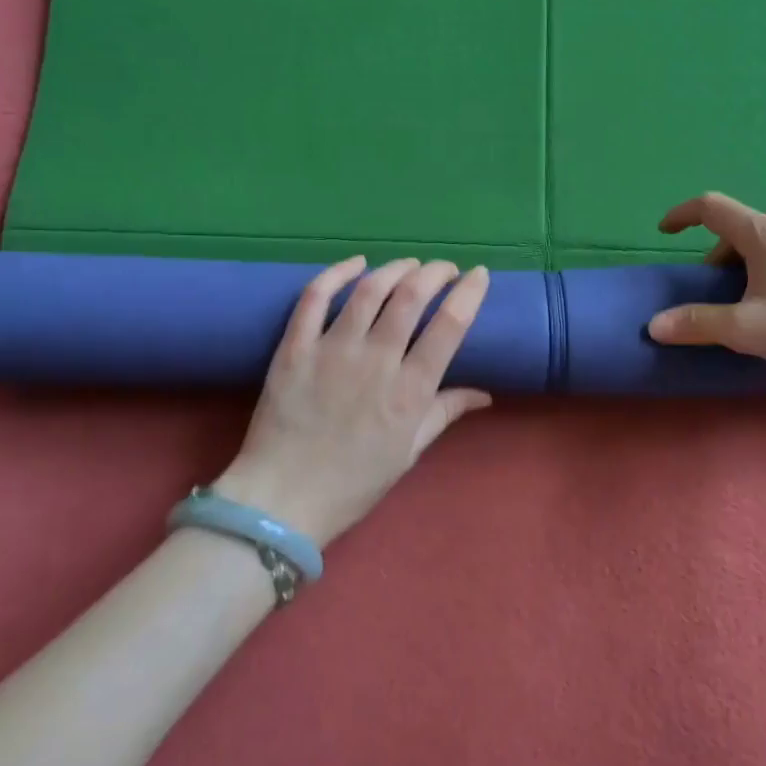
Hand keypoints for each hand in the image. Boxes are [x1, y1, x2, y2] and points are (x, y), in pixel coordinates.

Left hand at [216, 257, 491, 545]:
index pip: (449, 326)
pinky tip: (356, 263)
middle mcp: (375, 362)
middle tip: (445, 269)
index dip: (469, 292)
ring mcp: (331, 351)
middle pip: (411, 296)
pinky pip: (314, 298)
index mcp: (409, 391)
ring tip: (409, 264)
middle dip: (435, 272)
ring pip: (369, 290)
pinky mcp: (294, 348)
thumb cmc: (352, 482)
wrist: (281, 502)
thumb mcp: (408, 452)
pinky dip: (337, 273)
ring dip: (395, 268)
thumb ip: (444, 413)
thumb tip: (485, 393)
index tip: (479, 275)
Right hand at [645, 192, 765, 389]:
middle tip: (720, 289)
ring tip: (758, 284)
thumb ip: (698, 324)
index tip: (665, 230)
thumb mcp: (747, 330)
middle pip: (742, 225)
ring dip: (755, 249)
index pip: (711, 207)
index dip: (682, 214)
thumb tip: (654, 325)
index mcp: (762, 234)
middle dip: (721, 251)